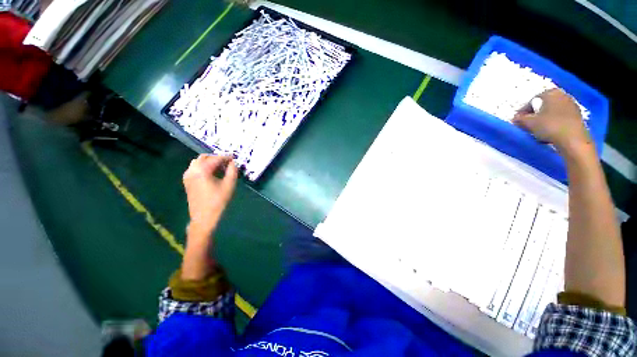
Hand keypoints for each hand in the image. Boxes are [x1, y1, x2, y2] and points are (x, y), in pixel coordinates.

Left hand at [183, 154, 237, 235]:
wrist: (204, 217)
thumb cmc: (219, 201)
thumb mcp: (229, 185)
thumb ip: (232, 171)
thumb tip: (233, 163)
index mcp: (202, 170)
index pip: (216, 158)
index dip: (226, 157)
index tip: (234, 158)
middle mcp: (192, 170)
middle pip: (204, 157)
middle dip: (217, 158)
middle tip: (227, 163)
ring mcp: (188, 176)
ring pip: (198, 162)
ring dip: (209, 162)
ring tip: (220, 168)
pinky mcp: (187, 181)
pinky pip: (195, 168)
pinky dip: (204, 167)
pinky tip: (212, 174)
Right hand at [513, 89, 592, 155]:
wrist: (573, 140)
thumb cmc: (550, 126)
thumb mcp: (529, 123)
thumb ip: (520, 119)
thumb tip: (516, 118)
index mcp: (551, 93)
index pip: (532, 101)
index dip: (523, 112)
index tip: (518, 121)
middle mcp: (562, 95)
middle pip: (543, 105)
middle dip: (535, 115)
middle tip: (527, 125)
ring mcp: (572, 105)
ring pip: (552, 111)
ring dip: (544, 119)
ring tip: (538, 130)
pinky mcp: (577, 116)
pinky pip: (561, 117)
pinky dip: (554, 123)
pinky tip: (550, 132)